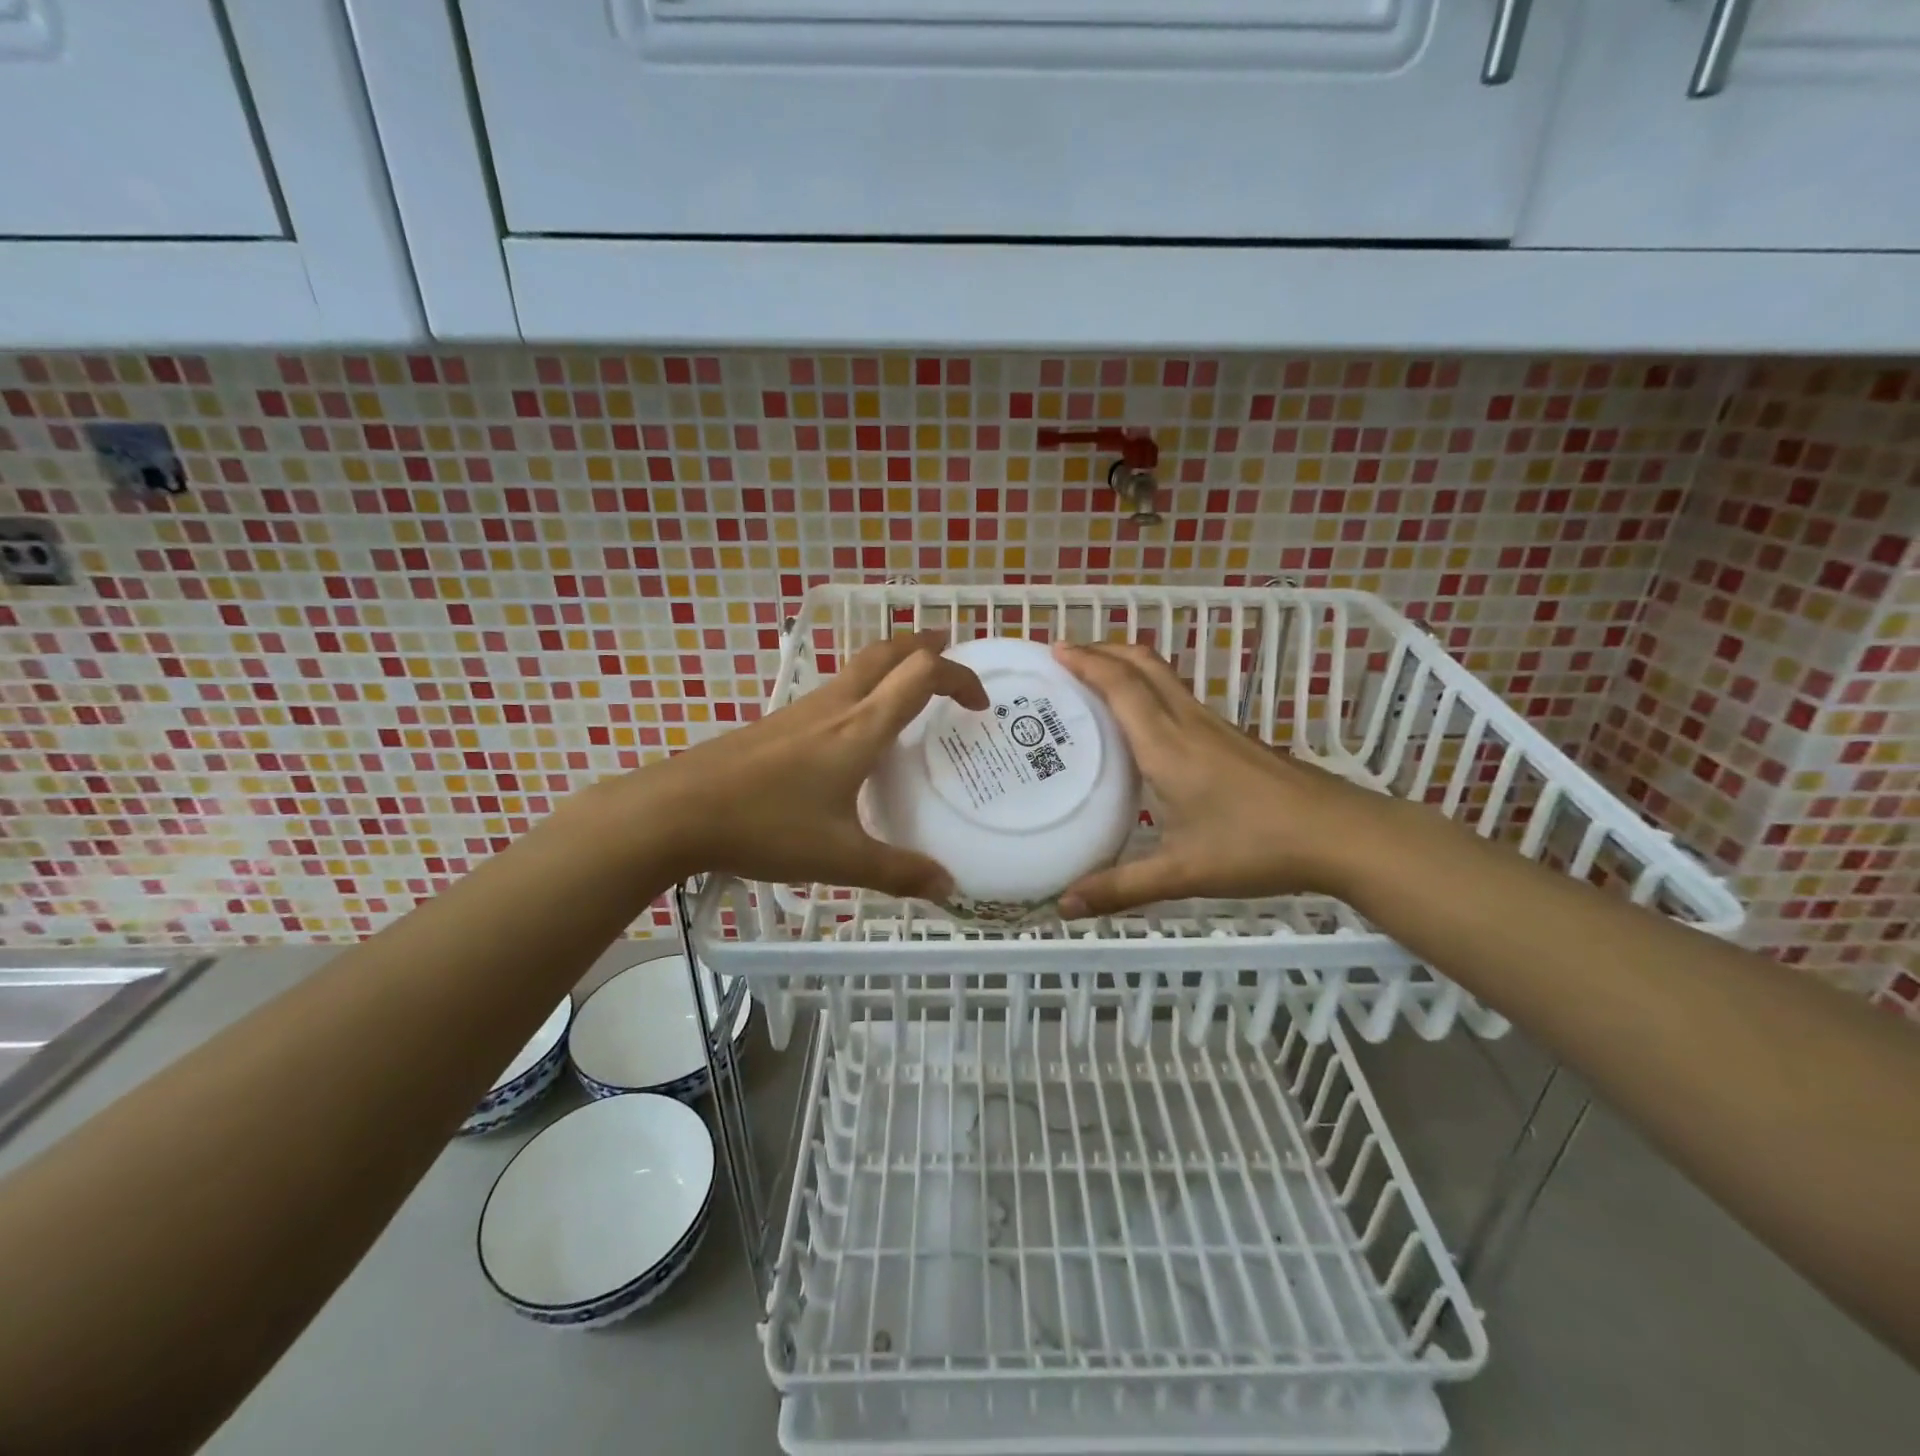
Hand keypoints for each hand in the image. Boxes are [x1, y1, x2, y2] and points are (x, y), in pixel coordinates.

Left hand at [634, 631, 987, 897]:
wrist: (675, 811)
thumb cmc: (765, 826)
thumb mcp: (840, 858)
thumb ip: (897, 871)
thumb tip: (948, 887)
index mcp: (860, 729)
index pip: (921, 675)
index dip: (959, 677)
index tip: (980, 703)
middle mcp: (834, 707)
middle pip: (886, 651)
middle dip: (923, 645)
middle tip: (949, 649)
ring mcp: (800, 712)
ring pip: (856, 668)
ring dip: (891, 666)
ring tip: (909, 690)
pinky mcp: (776, 724)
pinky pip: (832, 693)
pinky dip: (861, 691)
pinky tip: (853, 732)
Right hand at [1051, 641, 1395, 915]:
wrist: (1340, 835)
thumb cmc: (1257, 847)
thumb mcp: (1182, 873)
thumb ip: (1120, 888)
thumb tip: (1063, 906)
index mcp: (1167, 746)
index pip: (1121, 686)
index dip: (1086, 662)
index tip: (1054, 649)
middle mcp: (1188, 723)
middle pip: (1143, 664)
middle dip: (1103, 649)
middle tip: (1066, 656)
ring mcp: (1214, 727)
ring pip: (1164, 677)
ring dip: (1126, 666)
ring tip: (1094, 682)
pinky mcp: (1232, 738)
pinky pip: (1178, 697)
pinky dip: (1148, 690)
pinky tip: (1143, 724)